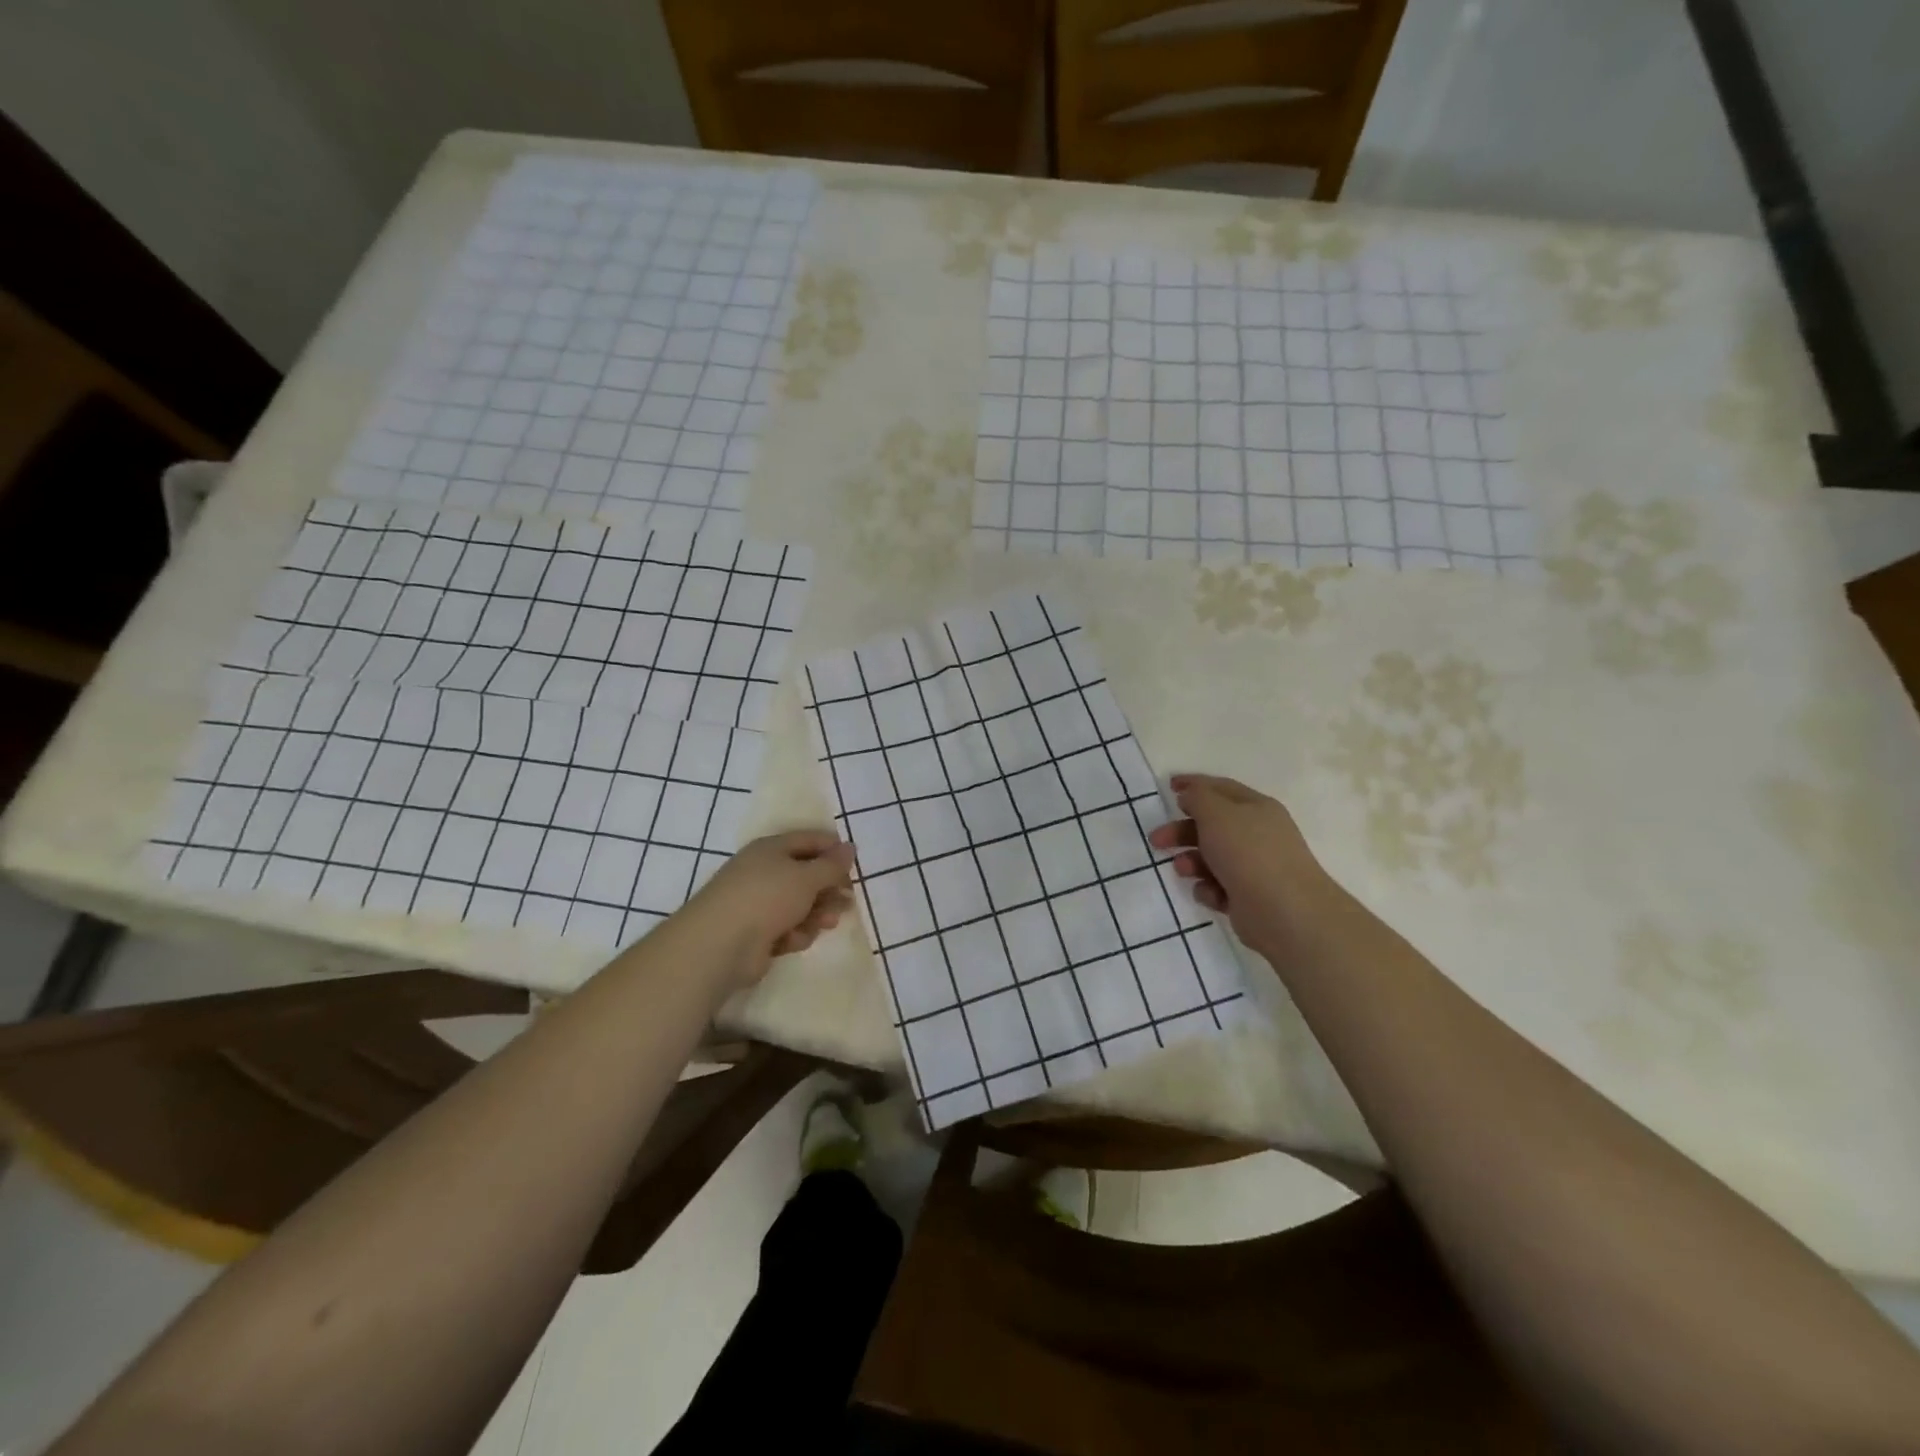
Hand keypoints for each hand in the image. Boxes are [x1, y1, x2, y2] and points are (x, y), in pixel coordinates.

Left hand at [683, 830, 855, 985]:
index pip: (809, 840)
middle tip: (848, 899)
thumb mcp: (806, 876)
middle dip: (829, 888)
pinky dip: (796, 933)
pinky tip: (794, 940)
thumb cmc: (767, 898)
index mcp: (772, 849)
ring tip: (828, 922)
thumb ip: (832, 864)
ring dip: (817, 913)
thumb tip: (850, 847)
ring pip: (800, 904)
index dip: (834, 849)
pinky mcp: (758, 933)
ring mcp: (759, 904)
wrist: (720, 944)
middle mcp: (764, 872)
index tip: (855, 864)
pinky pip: (787, 928)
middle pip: (807, 875)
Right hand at [1147, 774, 1335, 953]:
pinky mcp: (1248, 897)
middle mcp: (1257, 834)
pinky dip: (1209, 888)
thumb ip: (1198, 798)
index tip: (1168, 786)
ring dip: (1191, 861)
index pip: (1221, 789)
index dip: (1194, 785)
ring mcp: (1254, 867)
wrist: (1284, 912)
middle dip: (1182, 831)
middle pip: (1211, 825)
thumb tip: (1190, 795)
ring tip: (1183, 870)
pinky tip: (1212, 894)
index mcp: (1256, 808)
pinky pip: (1218, 886)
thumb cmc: (1248, 853)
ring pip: (1211, 858)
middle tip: (1156, 840)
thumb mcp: (1217, 814)